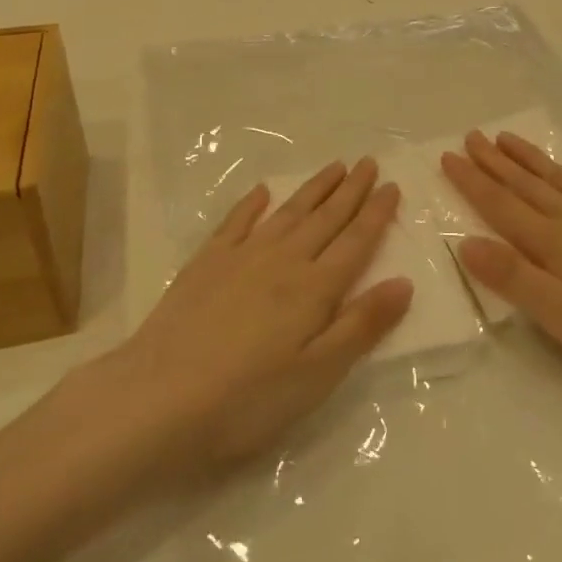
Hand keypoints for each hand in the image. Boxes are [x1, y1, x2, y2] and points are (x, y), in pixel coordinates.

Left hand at [106, 159, 412, 471]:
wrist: (157, 399)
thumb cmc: (247, 399)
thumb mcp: (317, 375)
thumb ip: (361, 325)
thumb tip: (404, 282)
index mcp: (314, 289)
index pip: (356, 242)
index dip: (376, 213)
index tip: (393, 185)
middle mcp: (283, 261)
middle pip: (326, 218)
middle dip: (351, 189)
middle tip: (369, 161)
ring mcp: (241, 257)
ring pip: (288, 212)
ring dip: (314, 188)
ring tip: (334, 166)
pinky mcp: (206, 264)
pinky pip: (236, 222)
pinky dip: (252, 203)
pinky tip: (263, 190)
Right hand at [441, 132, 561, 389]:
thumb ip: (515, 279)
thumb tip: (467, 242)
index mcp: (554, 243)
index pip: (502, 206)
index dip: (472, 182)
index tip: (447, 157)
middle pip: (527, 184)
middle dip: (495, 161)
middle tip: (470, 136)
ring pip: (561, 178)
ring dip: (531, 158)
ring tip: (507, 138)